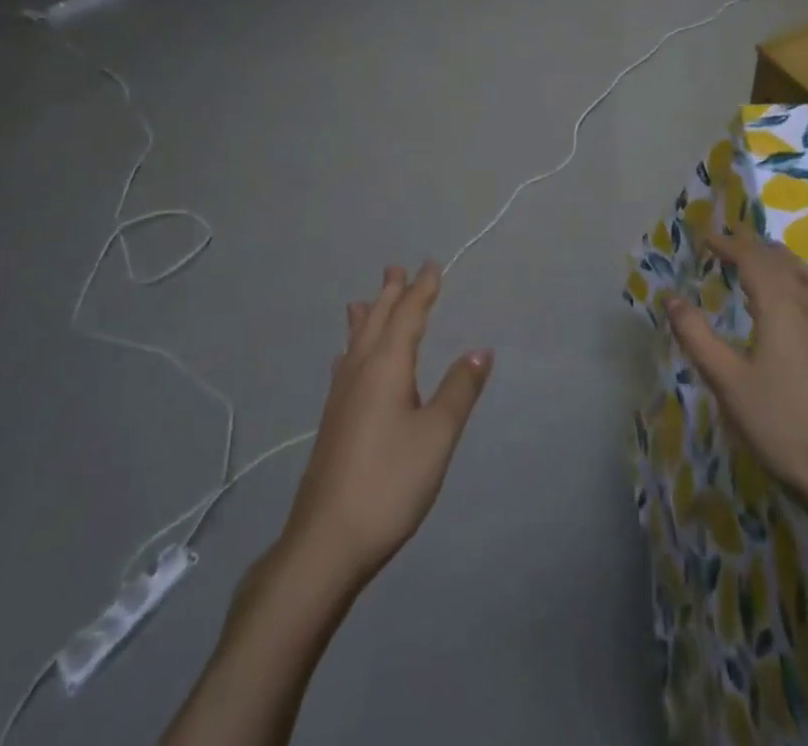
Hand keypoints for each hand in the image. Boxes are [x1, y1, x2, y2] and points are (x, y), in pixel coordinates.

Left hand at [283, 264, 492, 587]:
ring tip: (364, 300)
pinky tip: (345, 360)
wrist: (326, 542)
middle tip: (395, 267)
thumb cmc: (390, 482)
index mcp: (386, 367)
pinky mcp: (333, 422)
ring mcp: (341, 398)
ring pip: (355, 342)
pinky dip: (351, 348)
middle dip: (390, 294)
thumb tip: (481, 348)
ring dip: (367, 317)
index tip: (432, 265)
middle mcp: (359, 373)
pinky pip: (345, 365)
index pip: (408, 316)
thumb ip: (460, 389)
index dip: (422, 290)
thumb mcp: (437, 435)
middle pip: (376, 322)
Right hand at [665, 228, 807, 527]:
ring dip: (784, 263)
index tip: (706, 239)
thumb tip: (671, 298)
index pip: (753, 258)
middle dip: (753, 248)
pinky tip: (797, 310)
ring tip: (764, 270)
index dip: (728, 244)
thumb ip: (696, 335)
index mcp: (783, 306)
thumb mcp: (727, 381)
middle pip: (783, 260)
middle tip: (728, 249)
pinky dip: (804, 284)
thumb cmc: (780, 426)